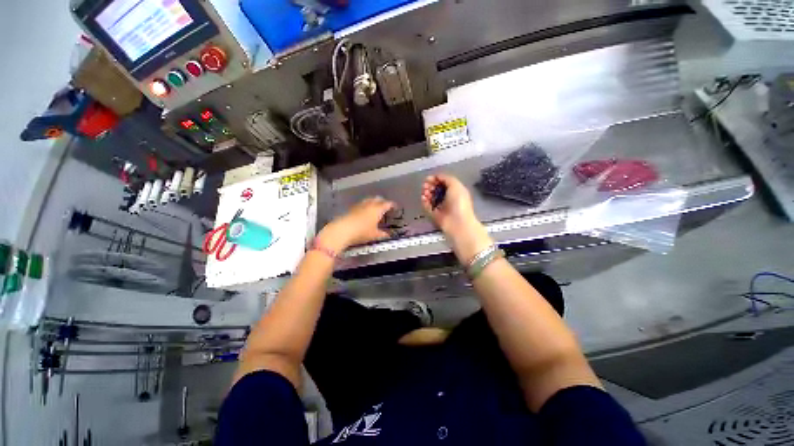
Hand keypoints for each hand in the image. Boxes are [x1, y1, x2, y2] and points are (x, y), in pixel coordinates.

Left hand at [318, 197, 394, 251]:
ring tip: (375, 206)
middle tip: (385, 205)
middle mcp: (369, 205)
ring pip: (368, 200)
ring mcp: (359, 205)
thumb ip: (382, 234)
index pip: (387, 204)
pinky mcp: (351, 208)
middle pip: (377, 199)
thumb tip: (387, 235)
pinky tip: (364, 210)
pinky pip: (361, 204)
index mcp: (377, 209)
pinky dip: (365, 205)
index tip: (394, 206)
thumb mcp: (374, 235)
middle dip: (382, 201)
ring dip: (373, 201)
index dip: (391, 205)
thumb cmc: (362, 232)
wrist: (343, 230)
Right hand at [421, 174, 477, 234]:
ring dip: (426, 193)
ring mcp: (441, 206)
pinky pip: (427, 206)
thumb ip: (446, 178)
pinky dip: (424, 201)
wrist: (457, 222)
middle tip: (425, 185)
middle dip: (429, 185)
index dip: (436, 179)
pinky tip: (423, 198)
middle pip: (436, 189)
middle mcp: (448, 198)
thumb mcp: (456, 185)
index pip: (443, 182)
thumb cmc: (459, 202)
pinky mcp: (434, 214)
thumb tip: (437, 176)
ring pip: (431, 197)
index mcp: (455, 190)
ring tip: (424, 192)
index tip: (428, 178)